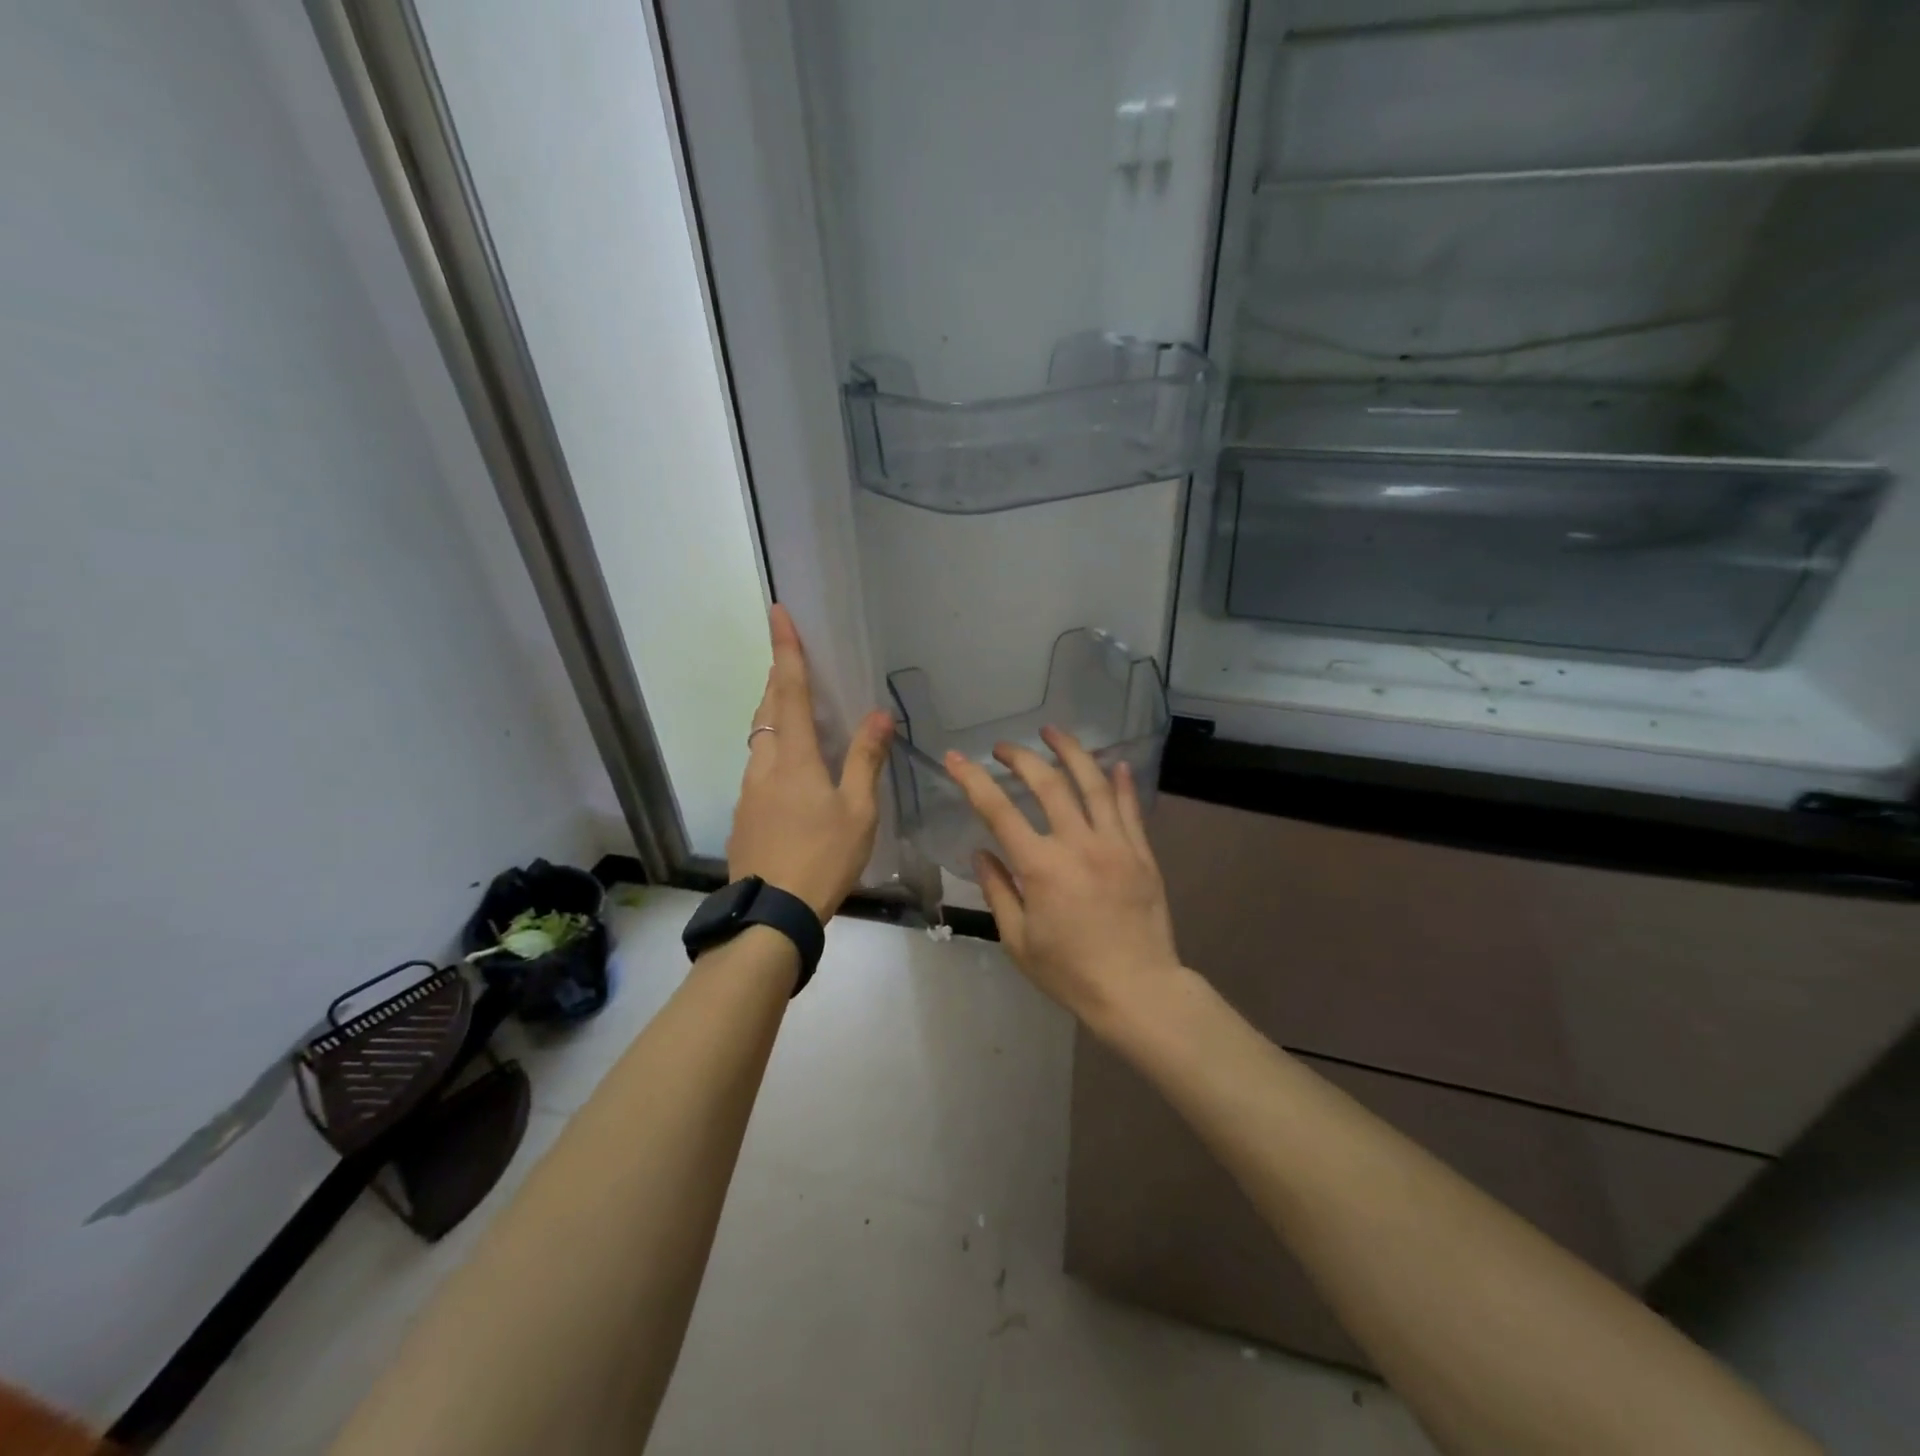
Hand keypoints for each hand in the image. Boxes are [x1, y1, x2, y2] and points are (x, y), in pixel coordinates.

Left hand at [728, 605, 892, 919]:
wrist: (772, 915)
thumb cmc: (823, 857)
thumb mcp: (858, 810)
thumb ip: (866, 759)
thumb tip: (880, 714)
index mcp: (794, 757)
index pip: (790, 689)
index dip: (786, 649)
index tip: (777, 611)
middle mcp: (764, 765)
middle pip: (768, 709)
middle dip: (778, 679)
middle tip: (792, 661)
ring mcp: (749, 792)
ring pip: (759, 740)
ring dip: (774, 716)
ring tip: (795, 713)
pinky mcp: (744, 816)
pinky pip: (758, 768)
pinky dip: (773, 752)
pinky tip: (791, 775)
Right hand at [945, 727, 1182, 1036]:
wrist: (1137, 990)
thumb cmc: (1070, 972)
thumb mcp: (1018, 940)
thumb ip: (997, 890)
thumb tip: (981, 851)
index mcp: (1041, 867)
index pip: (999, 811)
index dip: (973, 780)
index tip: (955, 758)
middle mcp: (1078, 844)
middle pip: (1048, 784)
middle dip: (1021, 757)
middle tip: (1004, 747)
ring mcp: (1115, 845)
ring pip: (1093, 784)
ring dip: (1071, 752)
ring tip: (1053, 732)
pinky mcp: (1142, 853)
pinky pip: (1130, 808)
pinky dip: (1120, 782)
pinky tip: (1114, 763)